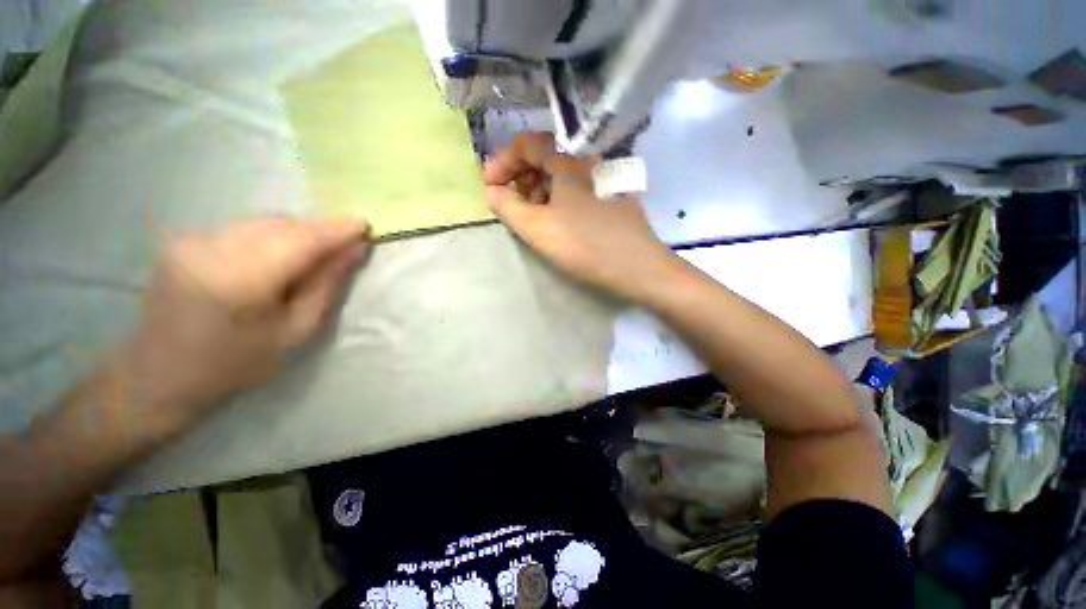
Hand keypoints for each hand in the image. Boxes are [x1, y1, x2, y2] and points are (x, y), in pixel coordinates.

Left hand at [123, 217, 369, 425]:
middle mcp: (212, 248)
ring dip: (297, 232)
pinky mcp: (185, 239)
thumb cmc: (236, 365)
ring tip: (316, 252)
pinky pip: (244, 227)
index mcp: (240, 279)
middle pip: (282, 224)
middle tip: (346, 244)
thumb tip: (354, 251)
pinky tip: (280, 255)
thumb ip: (326, 286)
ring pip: (263, 221)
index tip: (365, 225)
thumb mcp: (296, 331)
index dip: (336, 230)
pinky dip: (272, 235)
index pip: (301, 240)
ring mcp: (193, 239)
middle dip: (319, 230)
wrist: (159, 377)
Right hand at [483, 133, 678, 303]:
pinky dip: (558, 202)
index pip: (527, 145)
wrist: (639, 268)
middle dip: (520, 179)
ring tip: (531, 218)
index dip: (502, 161)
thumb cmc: (585, 245)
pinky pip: (576, 194)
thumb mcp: (538, 228)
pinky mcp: (612, 202)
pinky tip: (558, 224)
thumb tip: (492, 191)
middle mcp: (587, 166)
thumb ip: (508, 207)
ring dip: (538, 192)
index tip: (490, 186)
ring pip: (561, 179)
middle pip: (545, 160)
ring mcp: (602, 184)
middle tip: (510, 206)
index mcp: (568, 165)